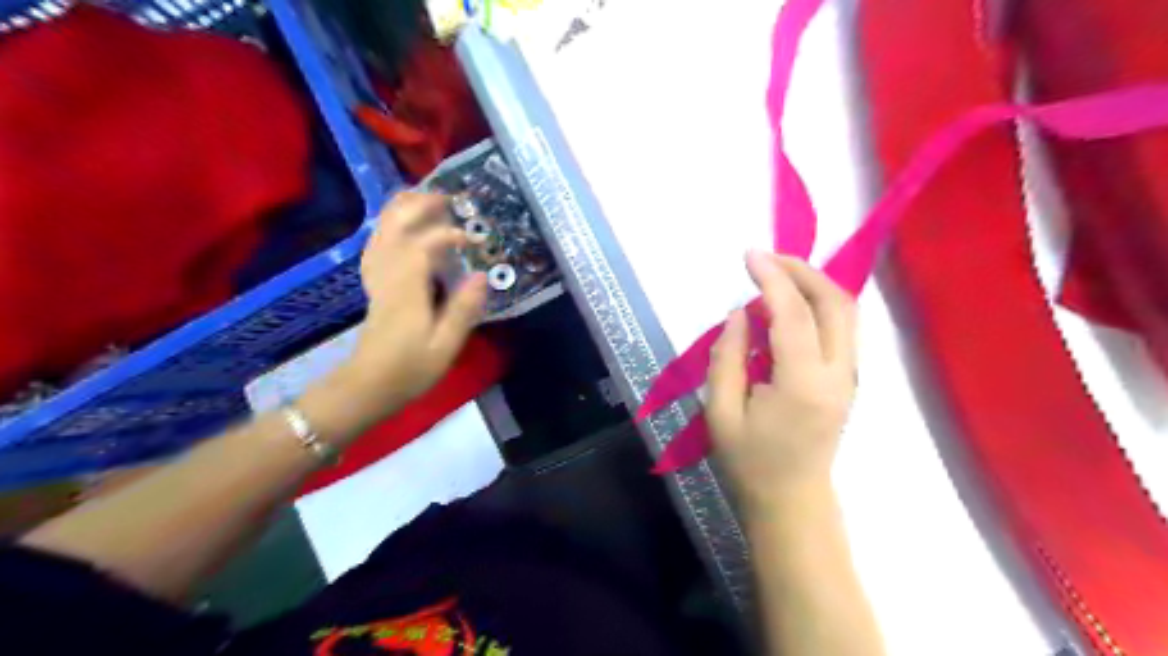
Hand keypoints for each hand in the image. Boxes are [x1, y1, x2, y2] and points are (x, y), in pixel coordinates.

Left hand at [330, 189, 487, 424]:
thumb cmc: (410, 369)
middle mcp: (388, 275)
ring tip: (423, 196)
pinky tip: (399, 224)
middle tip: (447, 198)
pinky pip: (376, 245)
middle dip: (419, 207)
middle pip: (395, 228)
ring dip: (401, 210)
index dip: (448, 235)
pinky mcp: (374, 284)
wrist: (367, 386)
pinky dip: (388, 227)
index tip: (474, 239)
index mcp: (406, 289)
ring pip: (381, 232)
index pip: (423, 246)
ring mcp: (377, 278)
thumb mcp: (445, 346)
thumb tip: (482, 276)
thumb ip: (463, 310)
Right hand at [703, 251, 855, 507]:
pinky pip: (841, 326)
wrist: (792, 500)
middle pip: (835, 303)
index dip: (772, 278)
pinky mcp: (848, 378)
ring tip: (776, 273)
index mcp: (802, 386)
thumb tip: (738, 314)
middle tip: (766, 258)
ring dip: (813, 282)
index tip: (749, 255)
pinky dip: (818, 302)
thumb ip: (727, 358)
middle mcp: (837, 374)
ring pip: (845, 311)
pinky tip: (790, 302)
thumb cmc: (749, 462)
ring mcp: (849, 376)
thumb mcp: (720, 412)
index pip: (794, 315)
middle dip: (802, 270)